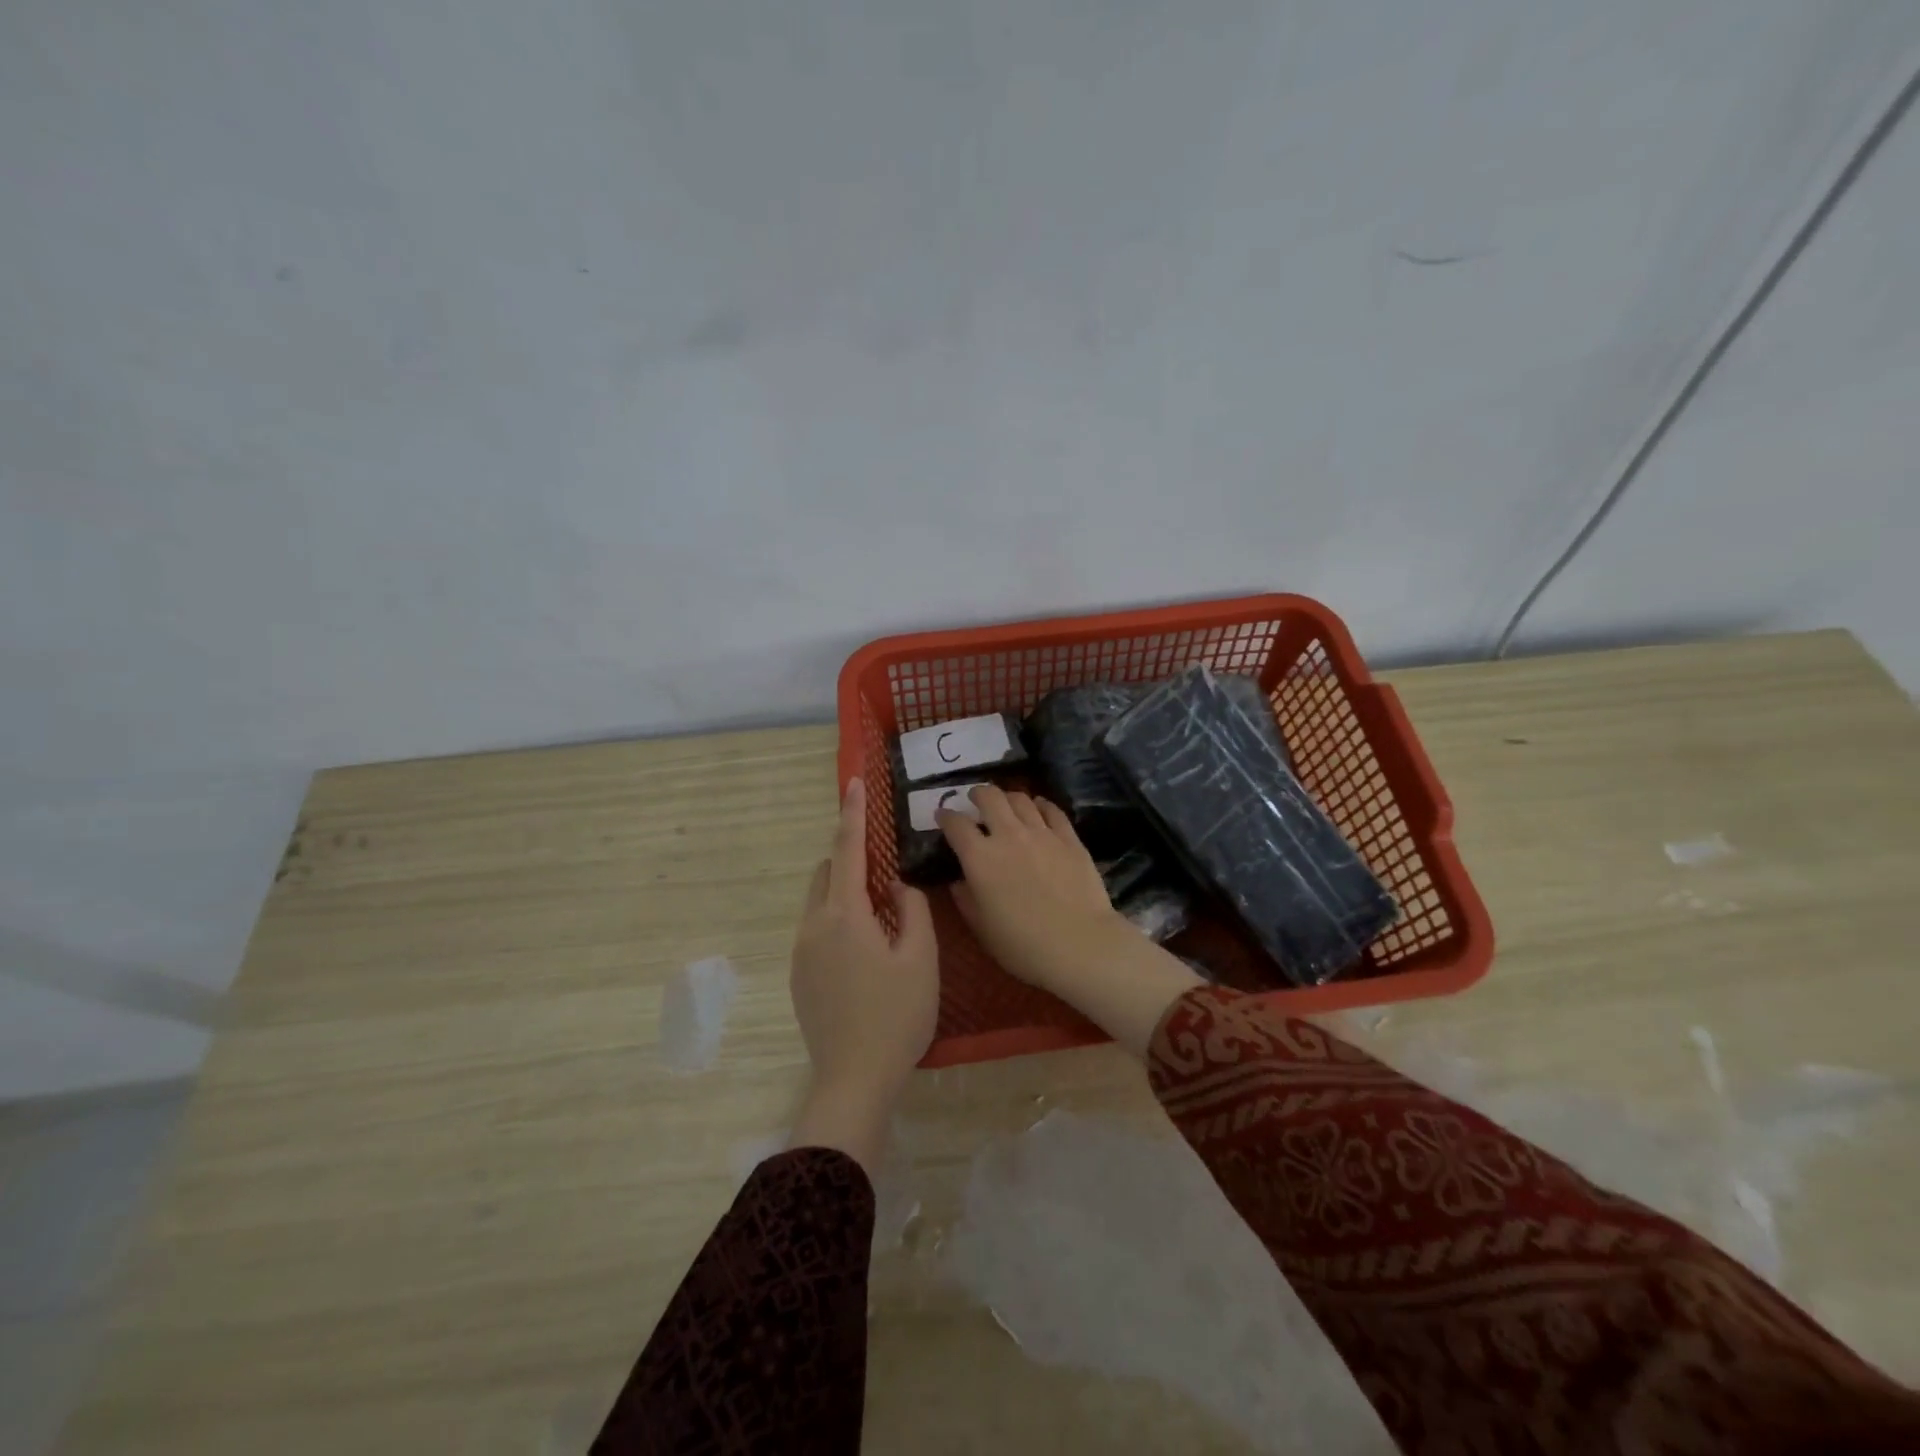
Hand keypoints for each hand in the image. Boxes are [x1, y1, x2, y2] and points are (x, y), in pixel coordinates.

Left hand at [789, 777, 938, 1171]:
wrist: (854, 1079)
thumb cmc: (896, 1016)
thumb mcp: (920, 959)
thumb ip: (912, 911)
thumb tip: (898, 885)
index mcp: (845, 915)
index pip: (848, 849)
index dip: (852, 813)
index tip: (854, 782)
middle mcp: (814, 925)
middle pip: (827, 872)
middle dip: (852, 860)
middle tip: (888, 877)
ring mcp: (801, 952)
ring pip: (820, 902)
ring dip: (846, 894)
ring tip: (882, 921)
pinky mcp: (799, 975)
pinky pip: (817, 929)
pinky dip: (838, 921)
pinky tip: (866, 956)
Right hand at [933, 785, 1113, 993]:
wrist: (1080, 944)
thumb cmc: (1023, 945)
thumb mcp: (982, 928)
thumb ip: (965, 899)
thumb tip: (958, 881)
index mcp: (979, 858)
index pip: (956, 824)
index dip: (945, 816)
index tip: (942, 816)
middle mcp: (1008, 835)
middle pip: (989, 797)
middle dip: (978, 794)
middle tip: (975, 800)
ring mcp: (1042, 833)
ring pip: (1021, 799)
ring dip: (1008, 797)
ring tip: (1006, 804)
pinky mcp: (1069, 838)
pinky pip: (1052, 810)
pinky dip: (1041, 805)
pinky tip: (1039, 807)